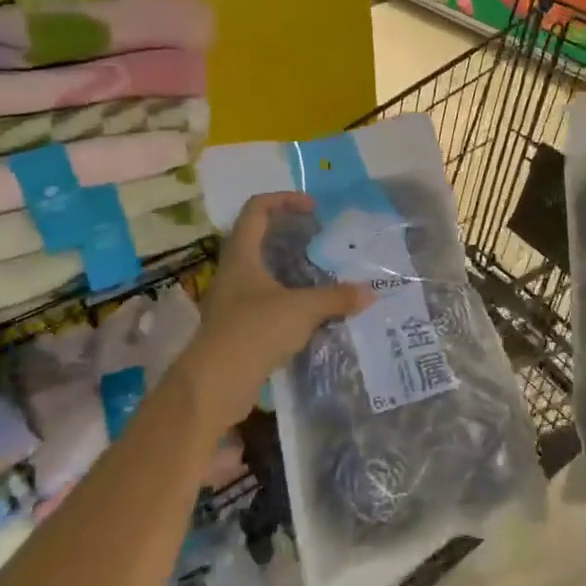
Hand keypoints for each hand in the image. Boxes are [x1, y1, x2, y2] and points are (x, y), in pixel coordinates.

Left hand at [177, 193, 371, 430]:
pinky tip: (310, 312)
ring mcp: (232, 300)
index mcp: (242, 255)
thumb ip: (336, 298)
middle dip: (289, 234)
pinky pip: (265, 301)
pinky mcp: (238, 327)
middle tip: (319, 240)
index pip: (257, 209)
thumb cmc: (254, 331)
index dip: (284, 200)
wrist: (215, 384)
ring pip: (262, 272)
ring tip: (320, 275)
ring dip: (290, 269)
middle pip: (258, 238)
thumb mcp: (302, 310)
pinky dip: (288, 299)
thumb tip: (370, 293)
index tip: (313, 209)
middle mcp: (233, 272)